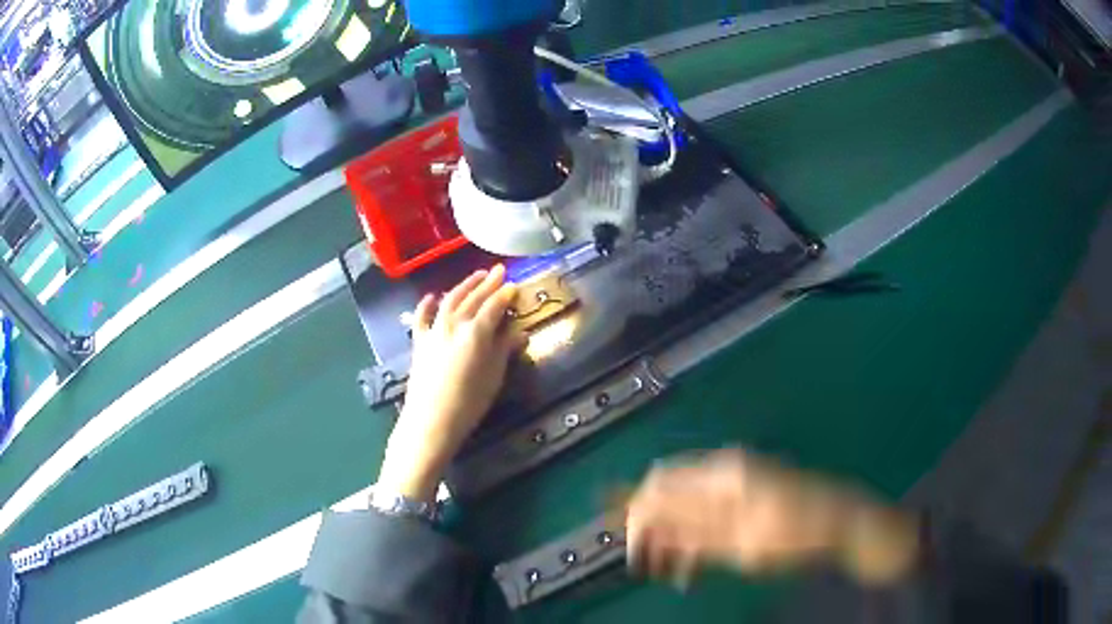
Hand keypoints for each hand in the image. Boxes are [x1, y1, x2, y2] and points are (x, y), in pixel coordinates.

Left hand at [377, 265, 521, 502]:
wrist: (431, 420)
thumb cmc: (469, 402)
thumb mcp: (494, 376)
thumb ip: (504, 350)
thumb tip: (519, 333)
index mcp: (476, 332)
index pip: (494, 306)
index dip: (506, 295)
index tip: (515, 285)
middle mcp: (454, 324)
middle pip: (473, 298)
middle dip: (487, 283)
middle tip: (499, 270)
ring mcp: (434, 330)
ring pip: (450, 301)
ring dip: (464, 286)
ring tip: (476, 276)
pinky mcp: (419, 342)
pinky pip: (422, 317)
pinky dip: (427, 304)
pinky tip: (433, 296)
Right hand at [625, 449, 919, 589]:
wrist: (841, 522)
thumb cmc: (796, 534)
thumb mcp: (743, 543)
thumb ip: (691, 535)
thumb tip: (647, 525)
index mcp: (722, 475)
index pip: (659, 485)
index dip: (637, 517)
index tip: (634, 553)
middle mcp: (723, 469)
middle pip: (668, 491)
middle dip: (651, 528)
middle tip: (649, 565)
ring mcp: (736, 479)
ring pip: (684, 503)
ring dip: (671, 536)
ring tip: (670, 572)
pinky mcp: (745, 492)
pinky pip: (705, 510)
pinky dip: (693, 536)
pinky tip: (691, 564)